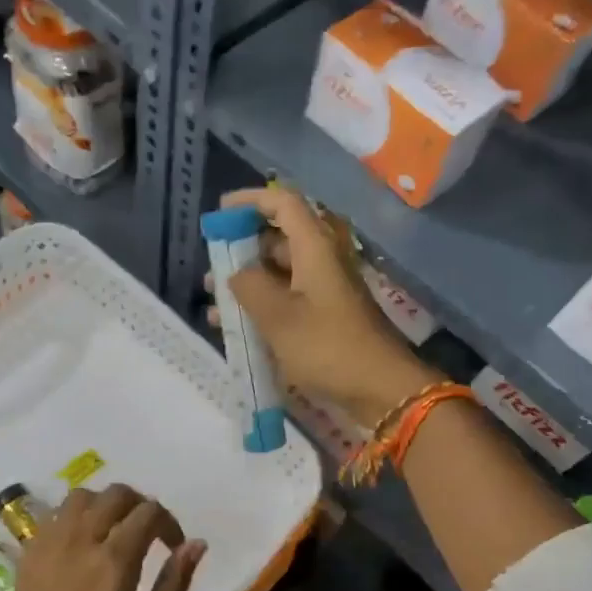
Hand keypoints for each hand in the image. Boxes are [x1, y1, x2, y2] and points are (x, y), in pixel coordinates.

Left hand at [10, 485, 206, 590]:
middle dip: (140, 505)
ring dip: (104, 505)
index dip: (169, 523)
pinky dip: (74, 518)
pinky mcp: (29, 556)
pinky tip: (82, 543)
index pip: (149, 513)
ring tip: (113, 530)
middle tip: (148, 532)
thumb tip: (196, 544)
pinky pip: (53, 516)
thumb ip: (174, 585)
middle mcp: (80, 543)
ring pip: (80, 497)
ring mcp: (49, 546)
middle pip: (115, 494)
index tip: (174, 546)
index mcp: (113, 563)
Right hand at [214, 186, 435, 425]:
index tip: (219, 213)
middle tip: (211, 271)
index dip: (250, 201)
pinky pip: (288, 301)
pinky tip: (236, 329)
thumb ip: (250, 287)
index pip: (283, 203)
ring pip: (279, 274)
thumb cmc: (327, 347)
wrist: (380, 389)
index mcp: (314, 249)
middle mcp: (321, 262)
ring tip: (214, 306)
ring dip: (247, 284)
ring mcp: (324, 292)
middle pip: (278, 239)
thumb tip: (236, 273)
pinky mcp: (325, 318)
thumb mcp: (279, 317)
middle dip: (241, 251)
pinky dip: (262, 308)